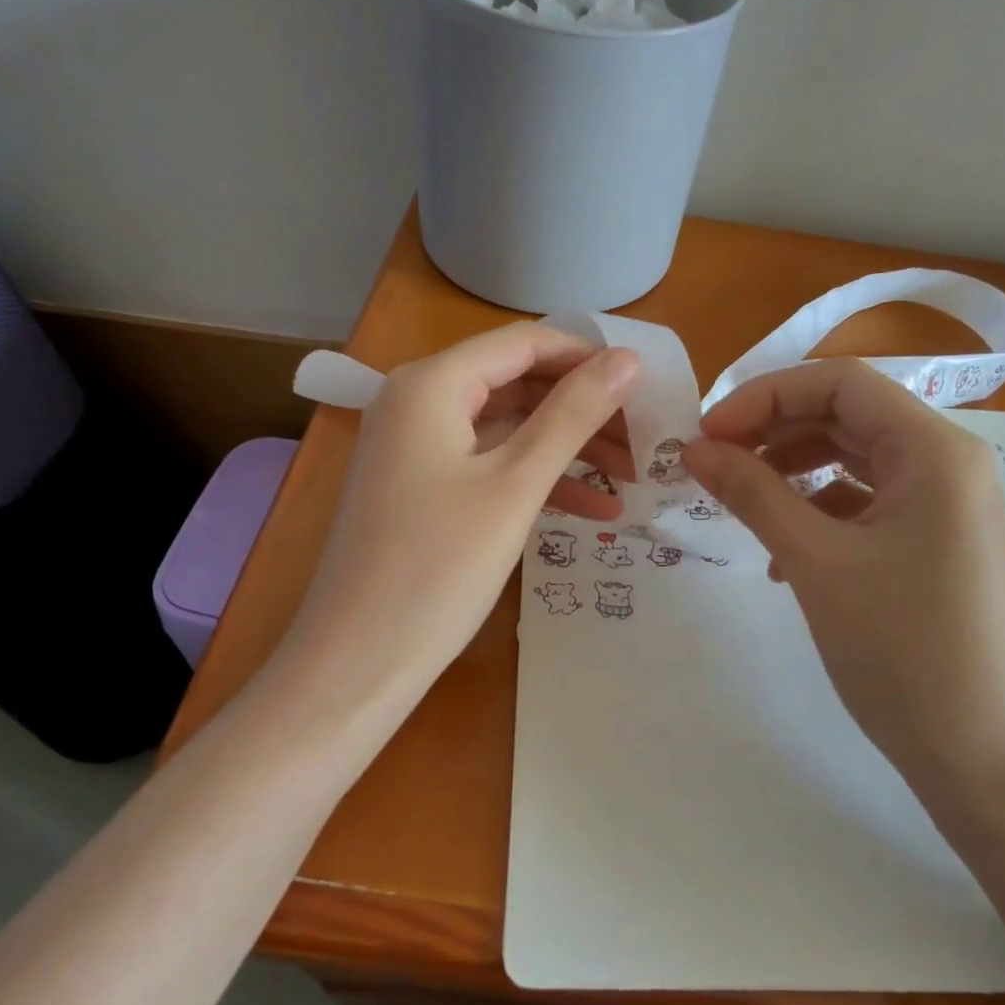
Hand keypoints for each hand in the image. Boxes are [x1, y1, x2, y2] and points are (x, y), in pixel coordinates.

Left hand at [282, 323, 638, 717]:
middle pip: (518, 384)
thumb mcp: (515, 485)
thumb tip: (627, 358)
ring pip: (508, 428)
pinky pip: (488, 465)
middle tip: (645, 440)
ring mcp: (416, 447)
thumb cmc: (438, 567)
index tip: (647, 386)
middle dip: (584, 410)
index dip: (588, 358)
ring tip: (631, 479)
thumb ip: (572, 415)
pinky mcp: (421, 487)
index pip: (525, 343)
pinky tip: (592, 512)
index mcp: (432, 383)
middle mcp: (418, 401)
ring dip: (568, 450)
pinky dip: (536, 481)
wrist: (358, 661)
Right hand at [683, 359, 1004, 801]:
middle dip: (773, 430)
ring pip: (853, 459)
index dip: (765, 396)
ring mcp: (944, 505)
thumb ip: (752, 493)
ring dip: (790, 471)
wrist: (976, 755)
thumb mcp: (814, 561)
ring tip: (739, 501)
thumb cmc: (899, 648)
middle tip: (713, 461)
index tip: (707, 432)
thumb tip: (693, 448)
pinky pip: (864, 502)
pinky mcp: (933, 543)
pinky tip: (781, 553)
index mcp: (935, 450)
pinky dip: (816, 511)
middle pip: (847, 416)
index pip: (840, 383)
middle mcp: (948, 463)